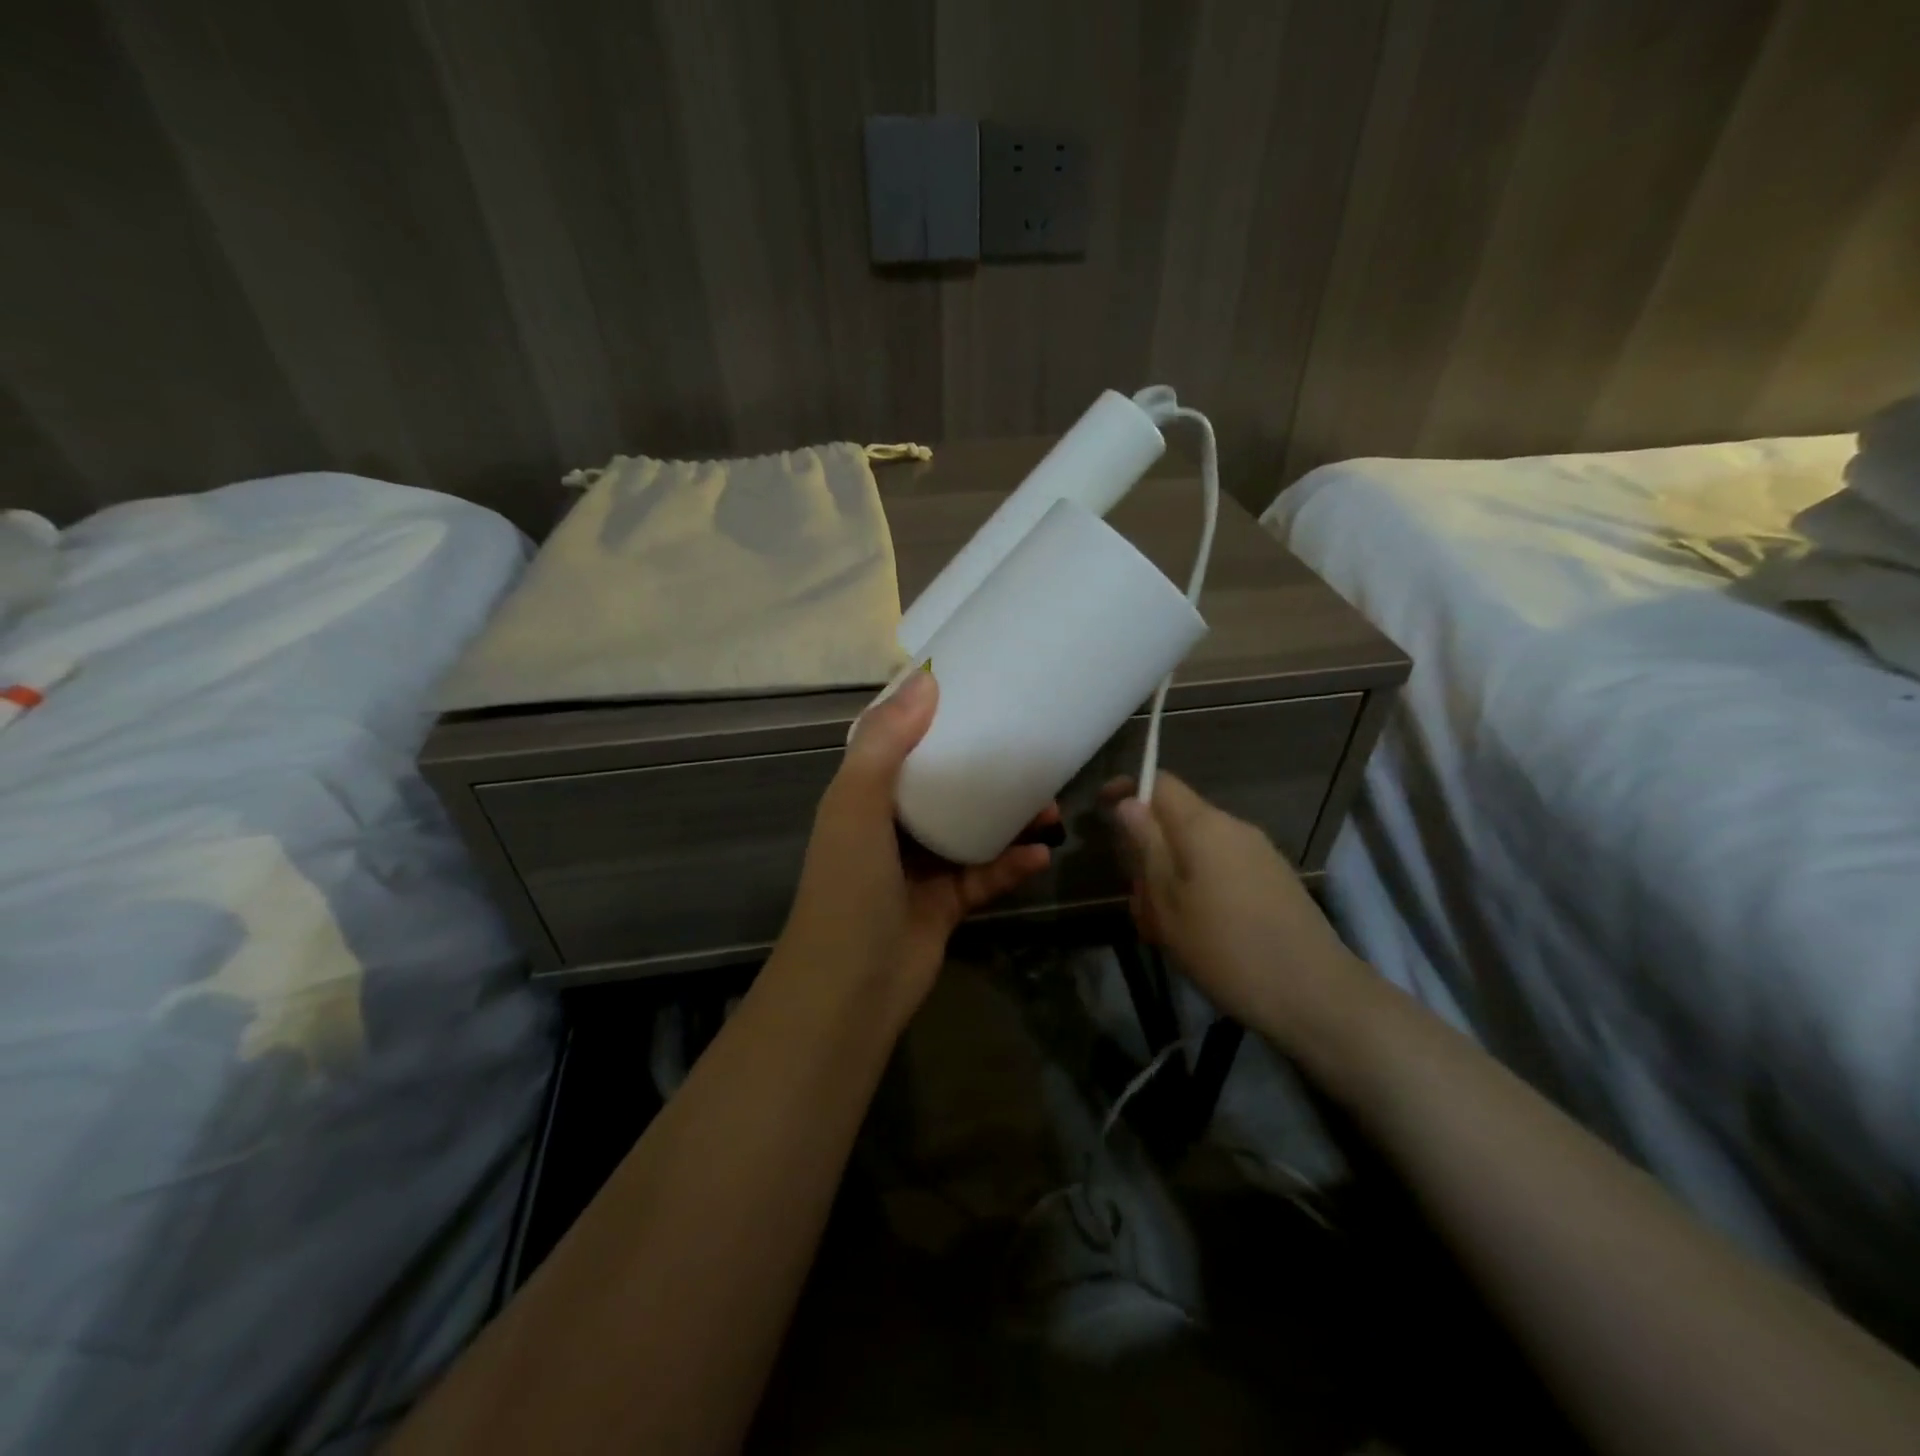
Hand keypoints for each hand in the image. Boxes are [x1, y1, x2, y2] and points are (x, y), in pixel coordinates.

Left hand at [775, 668, 1053, 1019]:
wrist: (849, 987)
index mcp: (863, 798)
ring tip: (1051, 806)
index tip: (972, 695)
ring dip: (1008, 819)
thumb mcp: (857, 804)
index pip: (895, 747)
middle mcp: (890, 828)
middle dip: (982, 771)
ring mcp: (919, 869)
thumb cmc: (849, 885)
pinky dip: (1012, 865)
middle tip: (1027, 753)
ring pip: (971, 831)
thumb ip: (886, 743)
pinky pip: (985, 876)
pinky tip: (1042, 855)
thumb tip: (926, 679)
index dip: (927, 721)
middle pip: (942, 788)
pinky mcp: (945, 905)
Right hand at [1108, 773, 1366, 1051]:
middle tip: (1136, 899)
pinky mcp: (1274, 881)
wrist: (1314, 994)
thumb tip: (1129, 803)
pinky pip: (1222, 869)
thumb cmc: (1224, 947)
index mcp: (1203, 825)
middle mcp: (1234, 828)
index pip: (1160, 783)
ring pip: (1198, 850)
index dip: (1128, 790)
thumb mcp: (1166, 900)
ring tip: (1162, 927)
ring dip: (1171, 876)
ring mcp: (1259, 854)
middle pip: (1177, 820)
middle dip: (1147, 850)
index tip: (1101, 811)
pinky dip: (1198, 888)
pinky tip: (1196, 933)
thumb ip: (1145, 846)